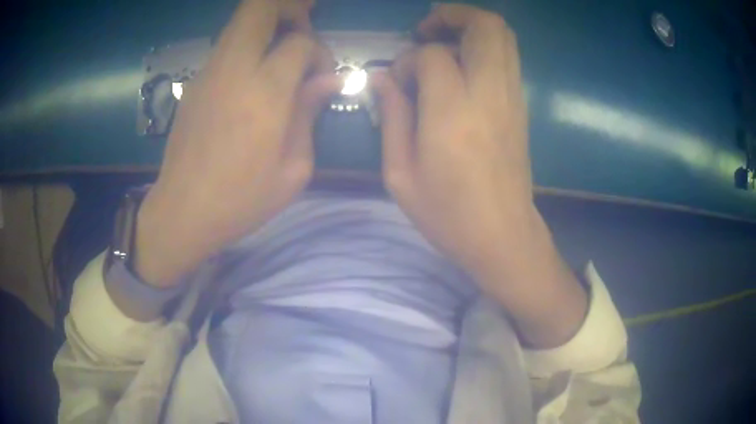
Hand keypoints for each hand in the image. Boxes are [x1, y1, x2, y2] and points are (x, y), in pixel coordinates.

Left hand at [134, 0, 339, 287]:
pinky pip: (226, 46)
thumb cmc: (241, 200)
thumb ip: (311, 114)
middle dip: (289, 9)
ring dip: (267, 24)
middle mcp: (234, 70)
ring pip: (239, 22)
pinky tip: (253, 76)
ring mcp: (208, 73)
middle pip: (259, 8)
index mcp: (265, 93)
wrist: (182, 212)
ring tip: (283, 49)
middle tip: (304, 28)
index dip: (319, 52)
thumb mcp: (293, 168)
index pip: (300, 42)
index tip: (321, 77)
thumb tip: (330, 80)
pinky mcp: (194, 83)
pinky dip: (247, 45)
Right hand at [373, 4, 586, 347]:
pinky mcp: (521, 105)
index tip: (399, 82)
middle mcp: (489, 94)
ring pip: (502, 36)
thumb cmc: (448, 214)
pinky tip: (461, 68)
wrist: (503, 237)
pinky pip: (506, 56)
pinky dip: (483, 46)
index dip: (410, 59)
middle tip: (425, 31)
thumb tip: (381, 77)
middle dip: (452, 16)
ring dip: (470, 27)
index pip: (433, 56)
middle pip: (485, 26)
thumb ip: (391, 116)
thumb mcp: (401, 173)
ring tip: (442, 44)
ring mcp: (512, 97)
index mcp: (452, 113)